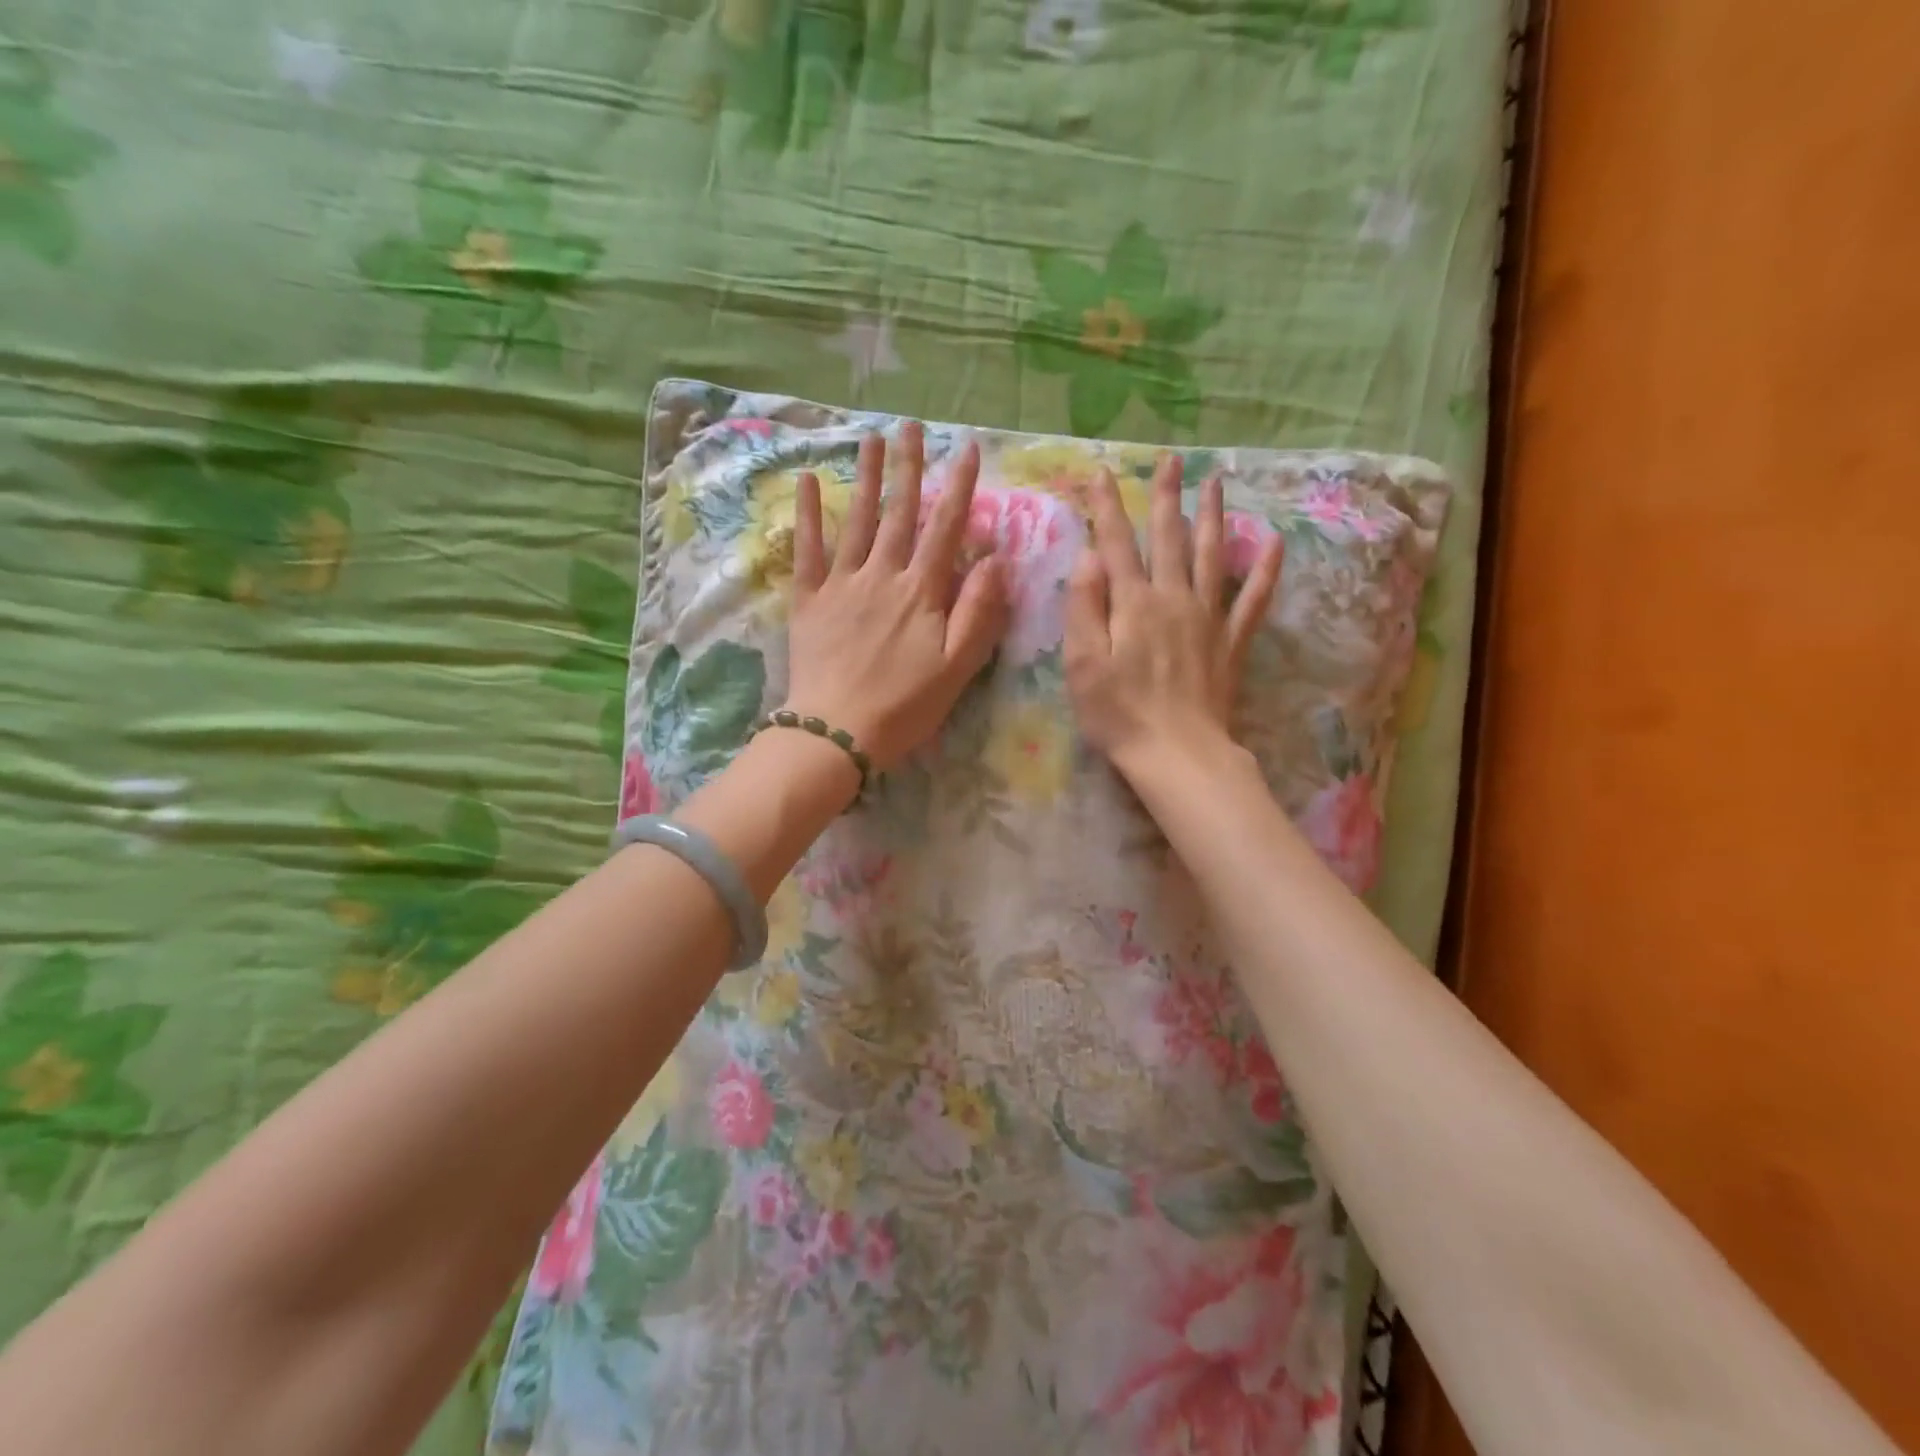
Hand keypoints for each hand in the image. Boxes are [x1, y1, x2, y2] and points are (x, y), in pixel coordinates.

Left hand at [783, 423, 1009, 769]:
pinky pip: (807, 550)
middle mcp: (882, 575)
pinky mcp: (809, 600)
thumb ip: (978, 611)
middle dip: (908, 466)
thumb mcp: (957, 667)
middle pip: (899, 512)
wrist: (837, 733)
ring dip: (865, 477)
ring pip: (856, 520)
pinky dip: (807, 515)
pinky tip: (805, 482)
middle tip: (911, 425)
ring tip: (870, 438)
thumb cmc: (904, 707)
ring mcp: (841, 584)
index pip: (946, 528)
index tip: (968, 447)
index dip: (959, 486)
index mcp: (921, 592)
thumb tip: (995, 559)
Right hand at [1064, 455, 1283, 781]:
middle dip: (1166, 496)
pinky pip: (1252, 599)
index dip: (1108, 508)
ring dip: (1212, 515)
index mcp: (1133, 603)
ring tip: (1216, 481)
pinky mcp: (1231, 641)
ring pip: (1210, 555)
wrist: (1177, 753)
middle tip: (1171, 459)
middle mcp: (1173, 598)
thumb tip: (1090, 557)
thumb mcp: (1082, 663)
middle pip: (1169, 537)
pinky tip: (1274, 543)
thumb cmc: (1119, 713)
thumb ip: (1084, 606)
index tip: (1103, 473)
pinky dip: (1265, 570)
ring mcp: (1208, 618)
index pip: (1116, 544)